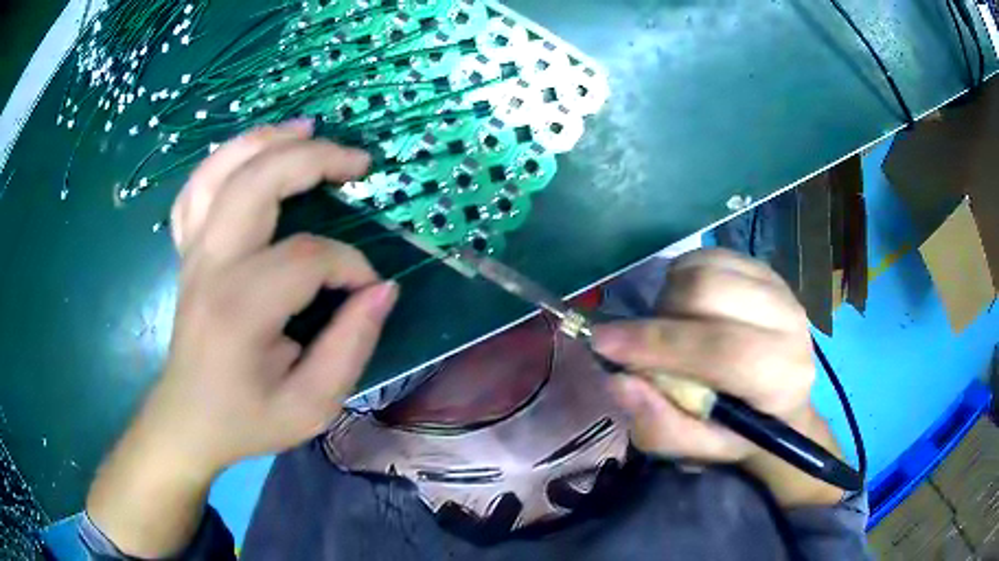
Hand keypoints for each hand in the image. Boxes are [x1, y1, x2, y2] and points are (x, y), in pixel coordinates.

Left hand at [88, 121, 397, 555]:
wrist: (187, 421)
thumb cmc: (247, 419)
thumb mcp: (312, 406)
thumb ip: (351, 346)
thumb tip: (382, 289)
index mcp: (240, 309)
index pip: (307, 257)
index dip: (350, 266)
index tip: (369, 290)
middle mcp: (210, 267)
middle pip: (257, 183)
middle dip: (313, 160)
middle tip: (357, 161)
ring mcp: (192, 253)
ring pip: (219, 171)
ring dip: (264, 140)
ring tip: (306, 128)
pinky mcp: (187, 252)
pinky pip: (196, 189)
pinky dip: (223, 160)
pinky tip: (250, 154)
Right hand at [592, 249, 843, 505]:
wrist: (780, 404)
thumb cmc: (737, 432)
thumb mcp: (695, 449)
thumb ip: (659, 426)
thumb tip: (620, 380)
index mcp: (781, 379)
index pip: (721, 350)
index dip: (658, 344)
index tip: (603, 343)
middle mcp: (791, 325)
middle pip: (711, 293)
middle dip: (661, 316)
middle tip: (645, 343)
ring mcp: (781, 289)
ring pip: (707, 268)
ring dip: (671, 295)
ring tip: (671, 326)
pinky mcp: (766, 270)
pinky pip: (711, 255)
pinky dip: (684, 276)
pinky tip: (687, 306)